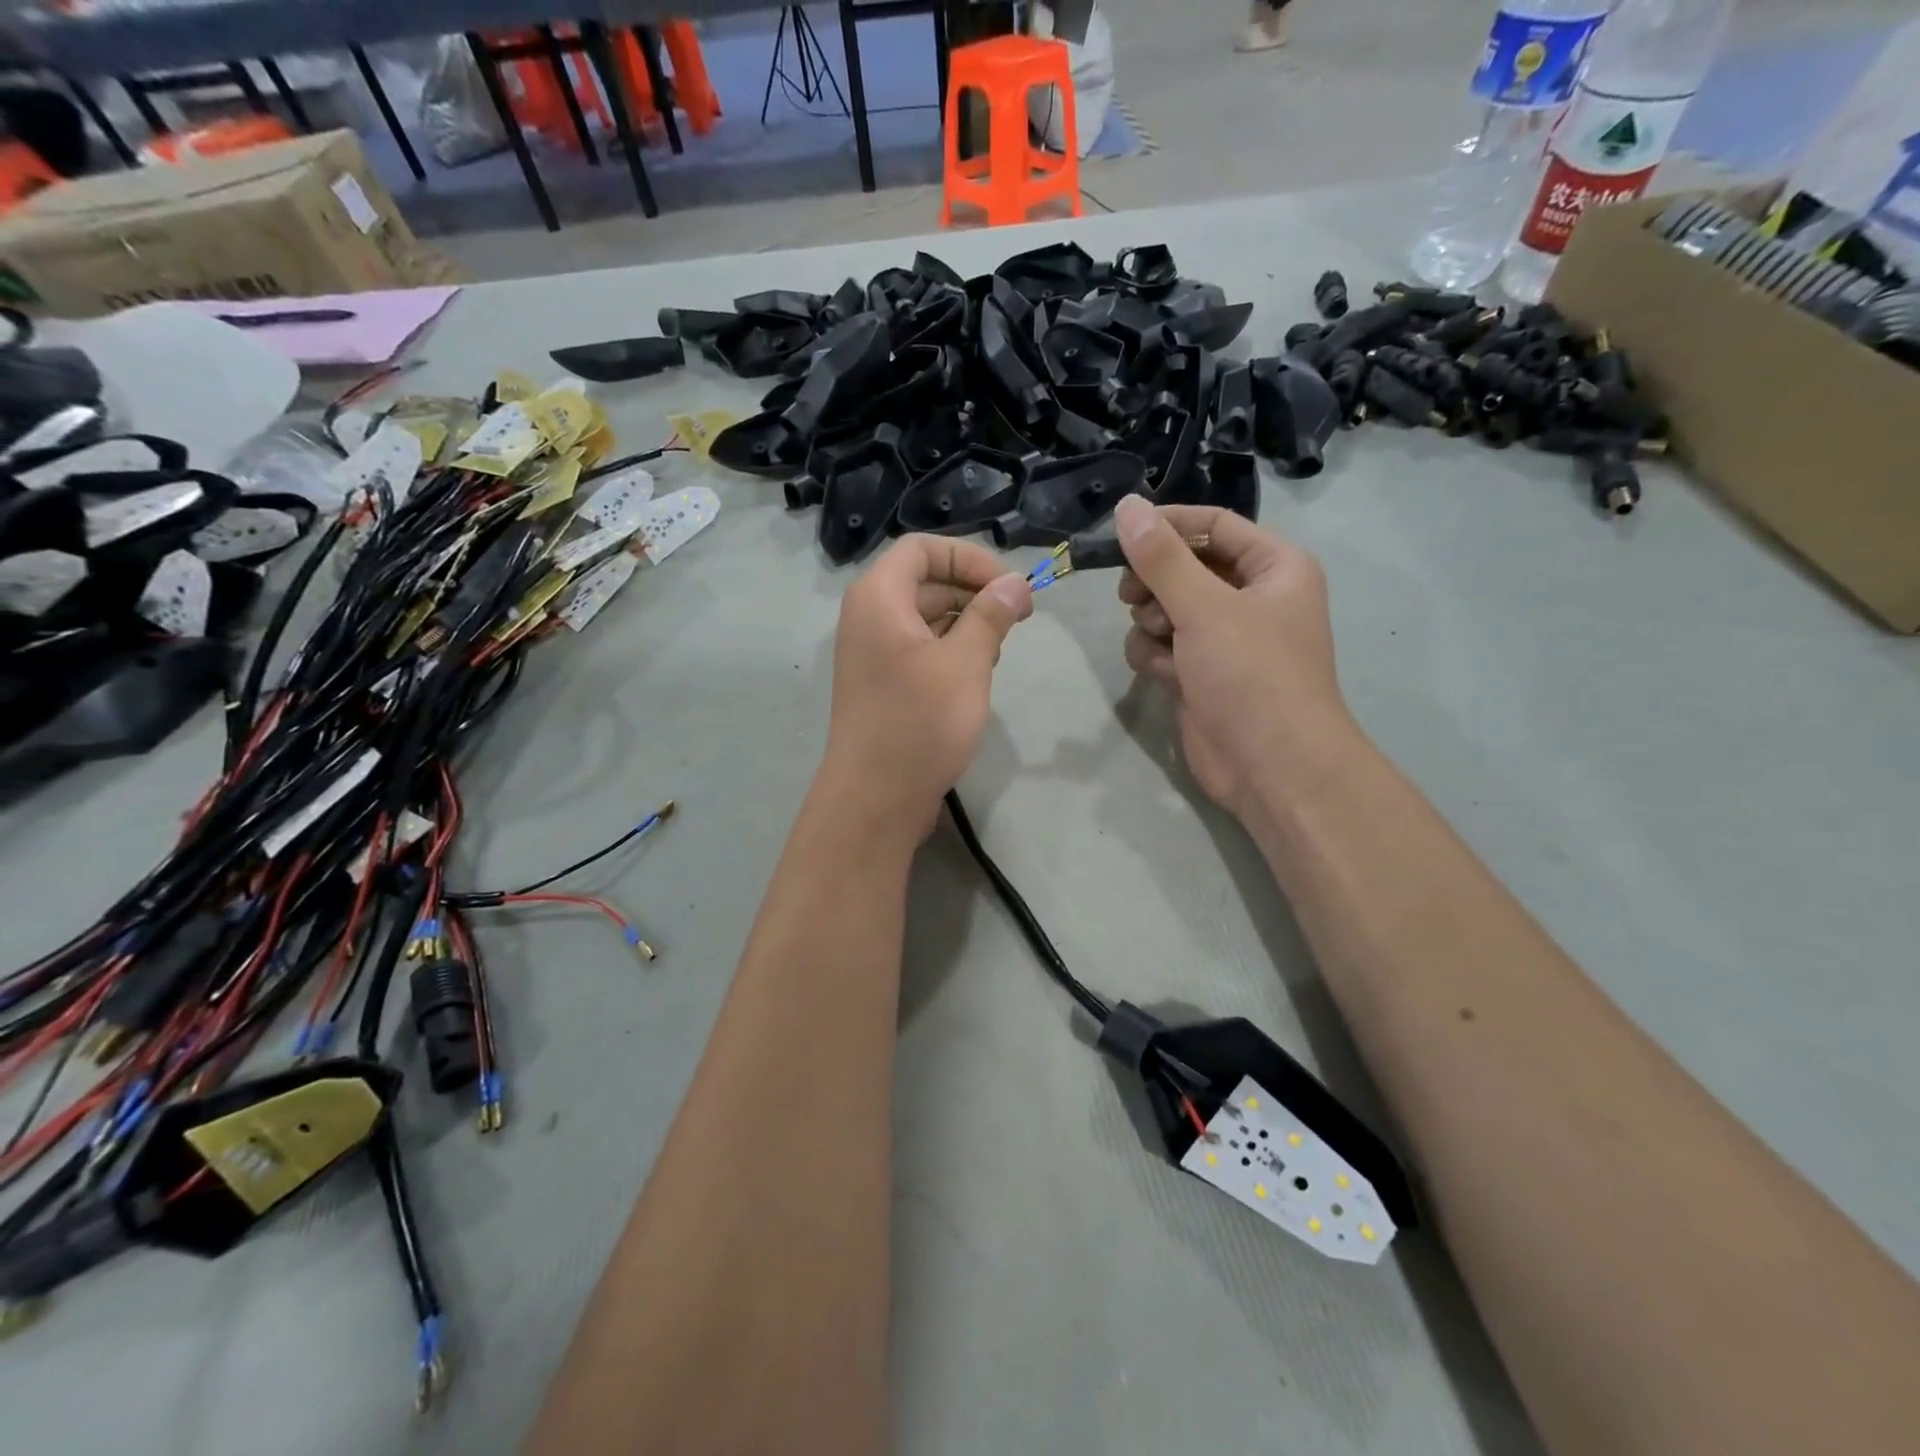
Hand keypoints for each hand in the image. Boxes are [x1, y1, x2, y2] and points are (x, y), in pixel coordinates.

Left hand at [820, 535, 1032, 841]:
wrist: (875, 799)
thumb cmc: (920, 723)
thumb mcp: (966, 663)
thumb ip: (991, 615)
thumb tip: (1015, 584)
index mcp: (878, 598)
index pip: (923, 548)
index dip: (970, 557)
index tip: (1010, 586)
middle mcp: (868, 617)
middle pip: (925, 581)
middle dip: (974, 592)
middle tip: (1019, 618)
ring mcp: (873, 654)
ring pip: (926, 618)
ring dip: (967, 623)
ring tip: (999, 650)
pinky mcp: (883, 684)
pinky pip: (919, 649)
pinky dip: (951, 650)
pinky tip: (978, 675)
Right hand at [1113, 495, 1352, 821]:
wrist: (1270, 766)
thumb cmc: (1251, 674)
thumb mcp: (1204, 607)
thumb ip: (1161, 557)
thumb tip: (1127, 506)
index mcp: (1273, 567)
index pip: (1214, 524)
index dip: (1167, 524)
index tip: (1121, 532)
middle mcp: (1251, 597)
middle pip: (1184, 566)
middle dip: (1154, 581)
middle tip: (1132, 594)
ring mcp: (1223, 639)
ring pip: (1166, 608)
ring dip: (1151, 622)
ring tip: (1160, 640)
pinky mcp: (1199, 674)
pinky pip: (1162, 646)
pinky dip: (1154, 656)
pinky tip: (1162, 674)